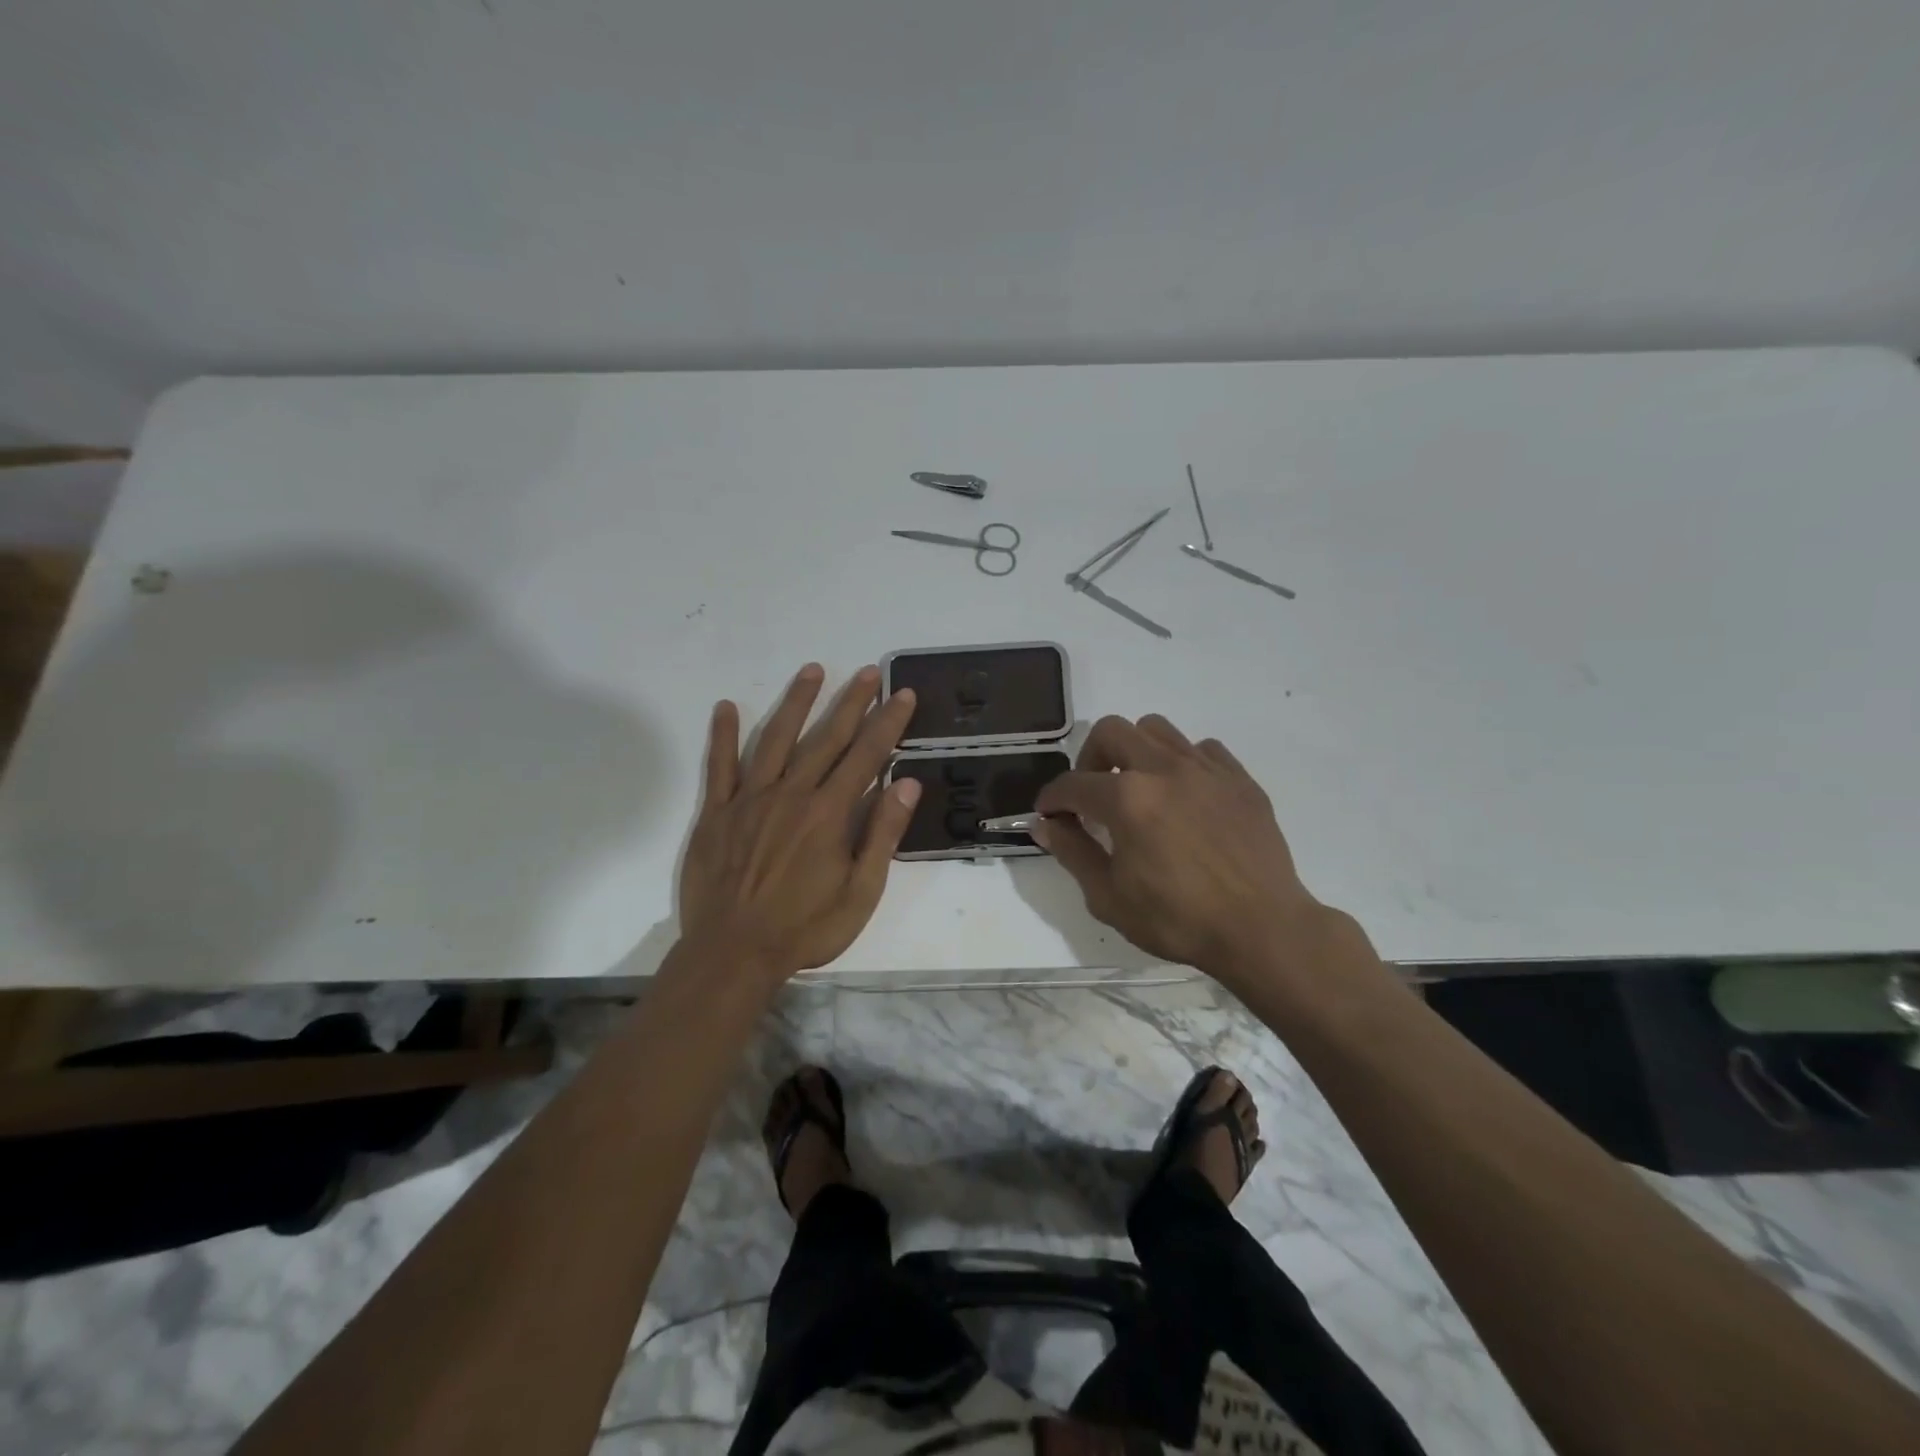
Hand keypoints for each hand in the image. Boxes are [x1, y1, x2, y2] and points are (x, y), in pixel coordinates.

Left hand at [678, 663, 919, 980]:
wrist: (733, 954)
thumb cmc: (805, 928)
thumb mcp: (861, 891)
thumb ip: (882, 834)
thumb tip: (906, 783)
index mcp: (828, 813)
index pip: (866, 755)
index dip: (887, 722)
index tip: (901, 694)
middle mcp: (791, 793)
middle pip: (826, 737)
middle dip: (850, 702)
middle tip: (867, 672)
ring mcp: (750, 799)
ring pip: (775, 738)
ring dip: (796, 702)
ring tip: (813, 670)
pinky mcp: (717, 813)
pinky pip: (720, 766)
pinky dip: (722, 735)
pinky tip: (725, 706)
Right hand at [1034, 715, 1324, 982]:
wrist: (1262, 930)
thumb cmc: (1179, 920)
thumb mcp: (1109, 897)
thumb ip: (1072, 853)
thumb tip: (1046, 824)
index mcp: (1127, 799)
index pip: (1073, 784)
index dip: (1052, 798)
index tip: (1048, 813)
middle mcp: (1164, 769)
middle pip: (1111, 731)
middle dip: (1089, 759)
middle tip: (1092, 795)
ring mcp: (1206, 769)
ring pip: (1156, 729)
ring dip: (1135, 752)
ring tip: (1138, 788)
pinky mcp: (1240, 779)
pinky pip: (1202, 750)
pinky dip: (1182, 763)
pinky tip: (1184, 796)